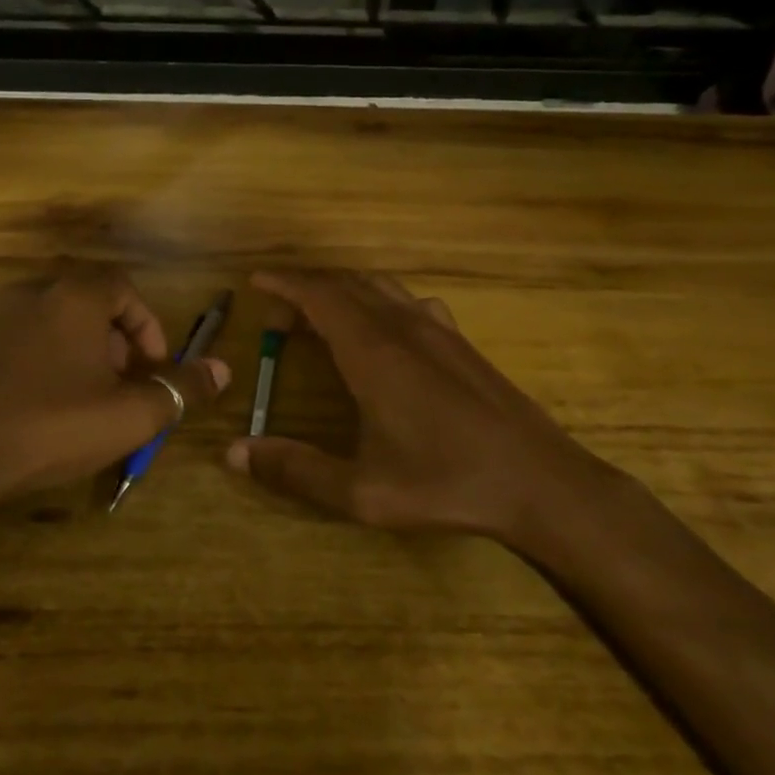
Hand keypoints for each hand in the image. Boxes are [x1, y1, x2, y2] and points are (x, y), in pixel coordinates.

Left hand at [0, 263, 229, 510]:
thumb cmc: (50, 428)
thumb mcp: (130, 415)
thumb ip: (180, 388)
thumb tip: (223, 369)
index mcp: (72, 297)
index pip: (123, 288)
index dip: (147, 326)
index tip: (151, 368)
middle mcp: (27, 292)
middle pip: (85, 303)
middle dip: (112, 342)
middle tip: (119, 387)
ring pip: (46, 322)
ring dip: (73, 352)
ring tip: (78, 399)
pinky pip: (10, 342)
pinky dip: (32, 362)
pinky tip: (30, 406)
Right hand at [224, 270, 632, 550]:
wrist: (541, 483)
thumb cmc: (447, 483)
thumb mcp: (362, 491)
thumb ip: (295, 471)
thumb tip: (233, 454)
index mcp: (373, 352)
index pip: (319, 295)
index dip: (284, 283)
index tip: (256, 282)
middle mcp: (403, 327)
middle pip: (345, 285)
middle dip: (305, 291)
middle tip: (279, 322)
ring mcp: (438, 330)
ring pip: (379, 288)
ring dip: (341, 292)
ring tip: (320, 320)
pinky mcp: (461, 342)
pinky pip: (409, 301)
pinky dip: (378, 301)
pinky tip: (382, 332)